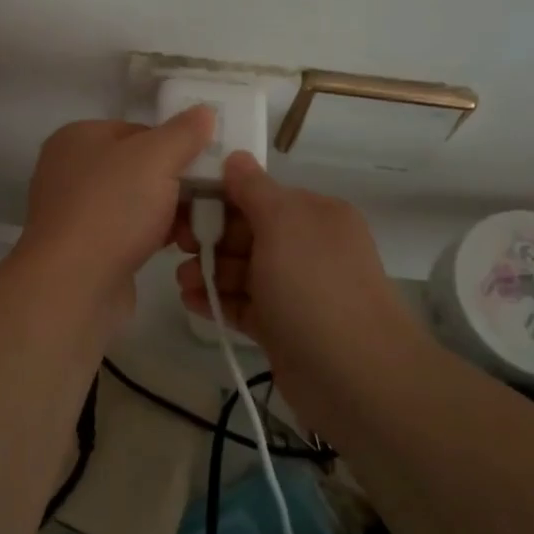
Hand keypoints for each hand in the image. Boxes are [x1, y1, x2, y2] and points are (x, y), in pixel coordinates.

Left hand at [16, 107, 216, 303]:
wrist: (73, 284)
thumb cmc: (113, 208)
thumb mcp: (156, 158)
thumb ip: (183, 132)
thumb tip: (204, 111)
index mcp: (78, 137)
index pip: (139, 130)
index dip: (175, 146)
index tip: (205, 166)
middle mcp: (70, 169)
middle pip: (139, 167)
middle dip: (176, 184)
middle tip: (209, 199)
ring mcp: (74, 211)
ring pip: (136, 202)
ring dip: (170, 213)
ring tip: (197, 229)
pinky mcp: (84, 247)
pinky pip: (127, 231)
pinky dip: (152, 236)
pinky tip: (178, 246)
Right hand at [176, 152, 409, 379]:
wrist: (355, 377)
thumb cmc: (314, 286)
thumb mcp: (283, 223)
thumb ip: (253, 189)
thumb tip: (235, 156)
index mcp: (315, 215)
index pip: (260, 196)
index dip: (221, 198)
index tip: (184, 205)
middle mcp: (308, 247)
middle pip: (248, 233)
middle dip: (211, 238)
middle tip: (177, 247)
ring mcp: (296, 290)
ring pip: (243, 271)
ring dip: (210, 271)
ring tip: (181, 281)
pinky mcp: (284, 328)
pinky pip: (244, 305)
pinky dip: (218, 301)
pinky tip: (190, 302)